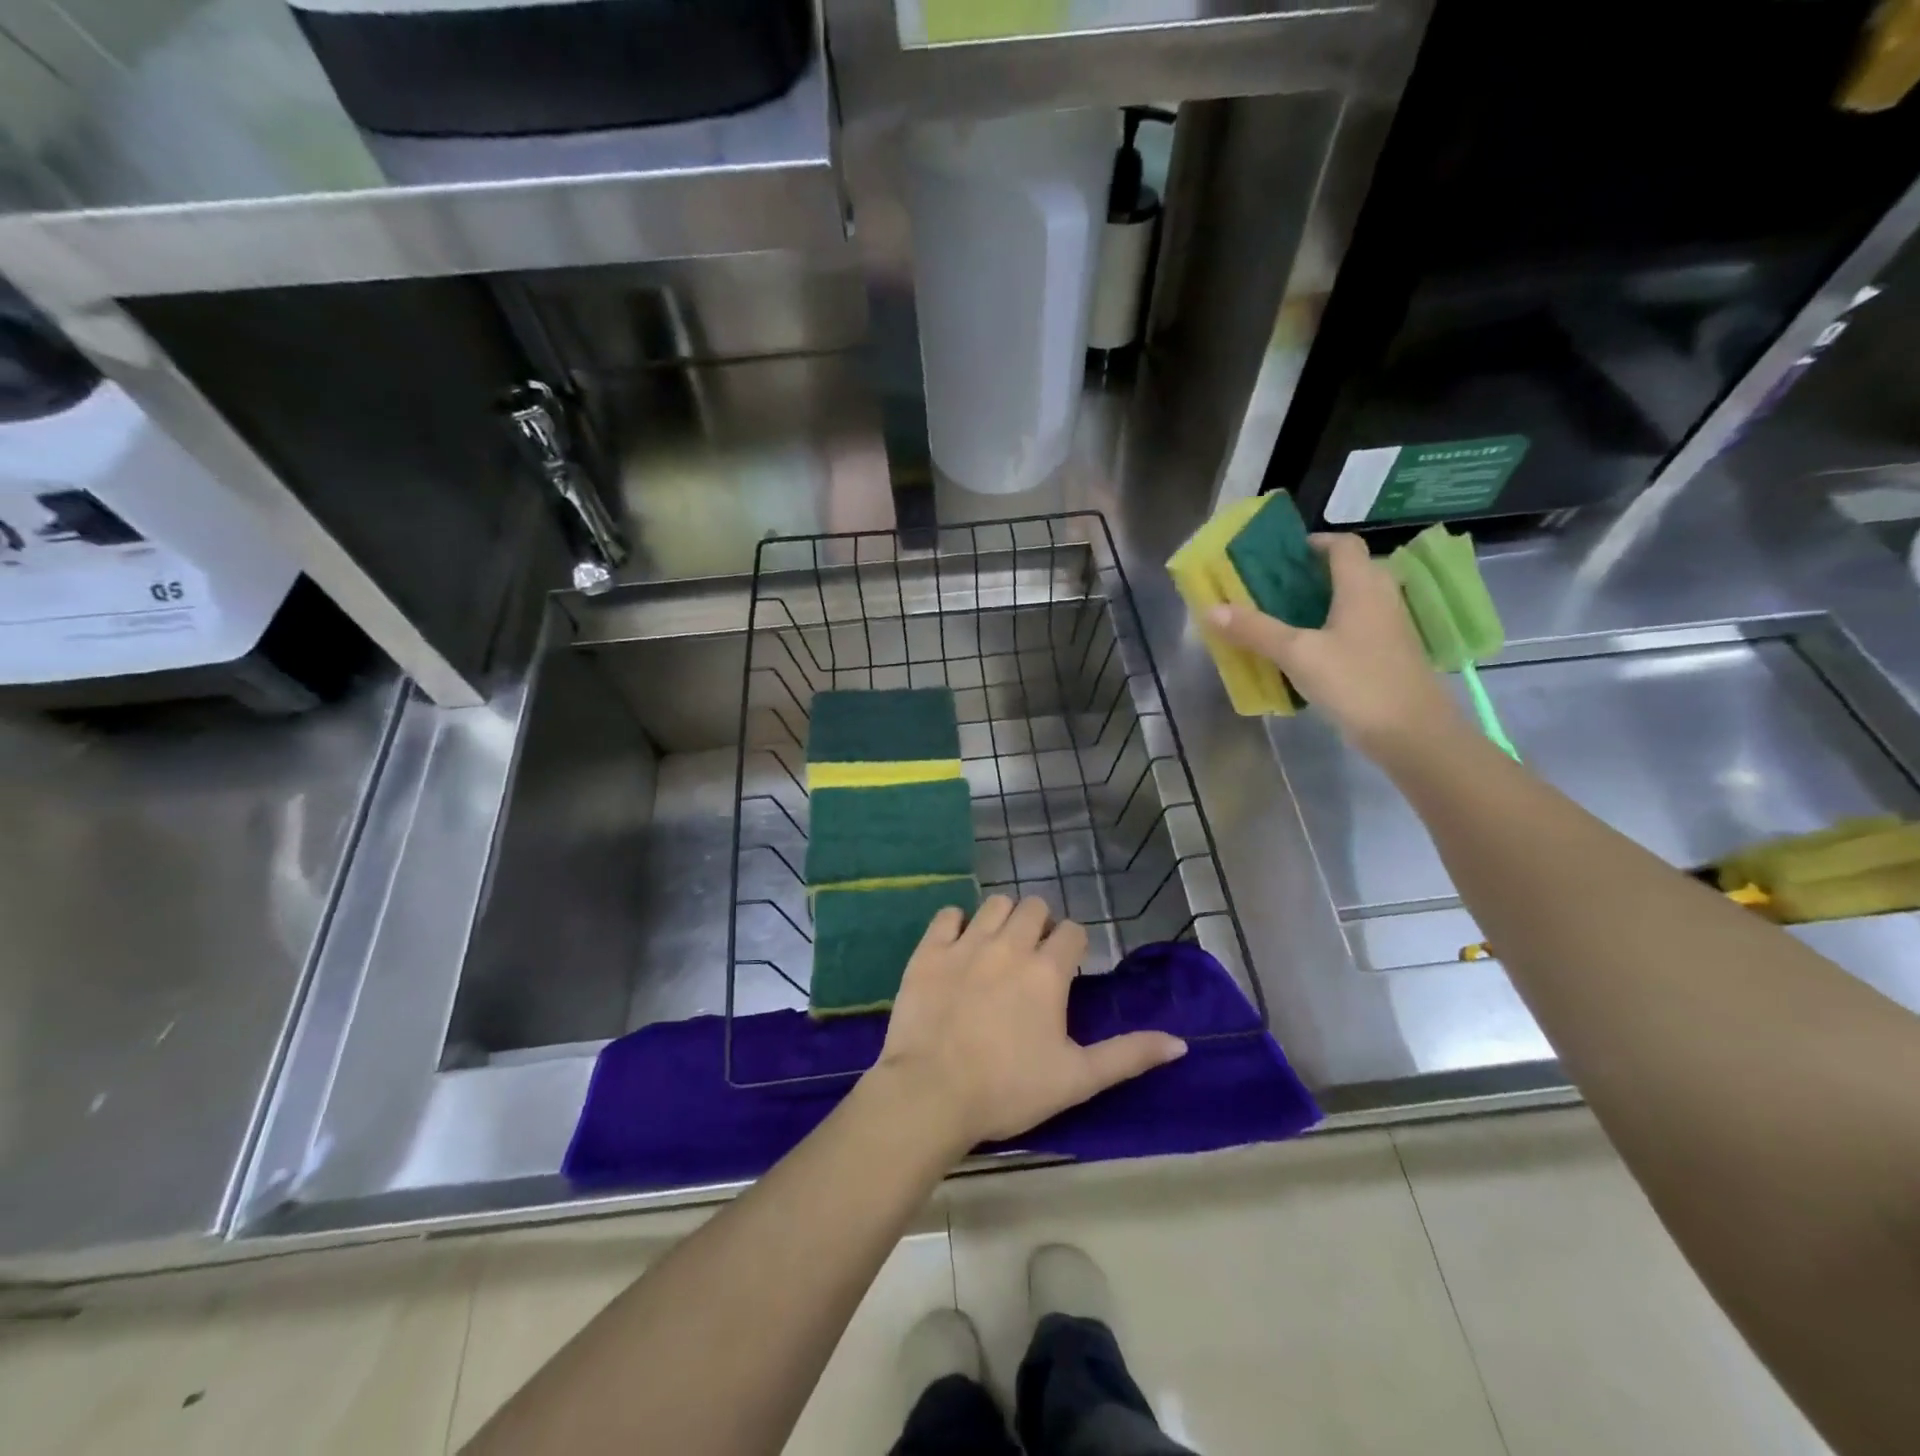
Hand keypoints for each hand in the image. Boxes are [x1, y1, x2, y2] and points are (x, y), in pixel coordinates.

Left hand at [868, 895, 1186, 1151]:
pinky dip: (956, 923)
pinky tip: (958, 945)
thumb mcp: (1077, 1079)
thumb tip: (1180, 1043)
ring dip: (1003, 918)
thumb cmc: (1009, 1089)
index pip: (1072, 932)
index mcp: (1047, 971)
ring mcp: (966, 944)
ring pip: (994, 904)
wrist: (931, 1094)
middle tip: (1033, 956)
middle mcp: (1009, 945)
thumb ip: (1128, 1055)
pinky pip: (948, 915)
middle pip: (1033, 907)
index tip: (1067, 968)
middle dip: (1039, 924)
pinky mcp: (929, 951)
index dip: (1074, 945)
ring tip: (999, 946)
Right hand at [1206, 532, 1463, 759]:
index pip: (1343, 545)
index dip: (1314, 543)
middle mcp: (1380, 599)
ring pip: (1352, 603)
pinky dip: (1331, 631)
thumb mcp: (1298, 654)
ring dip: (1321, 604)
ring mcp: (1389, 630)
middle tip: (1274, 587)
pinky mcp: (1389, 657)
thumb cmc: (1357, 682)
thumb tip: (1211, 608)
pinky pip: (1356, 630)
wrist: (1413, 734)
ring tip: (1282, 618)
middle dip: (1312, 575)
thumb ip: (1255, 630)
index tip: (1282, 555)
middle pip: (1349, 572)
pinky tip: (1306, 653)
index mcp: (1362, 586)